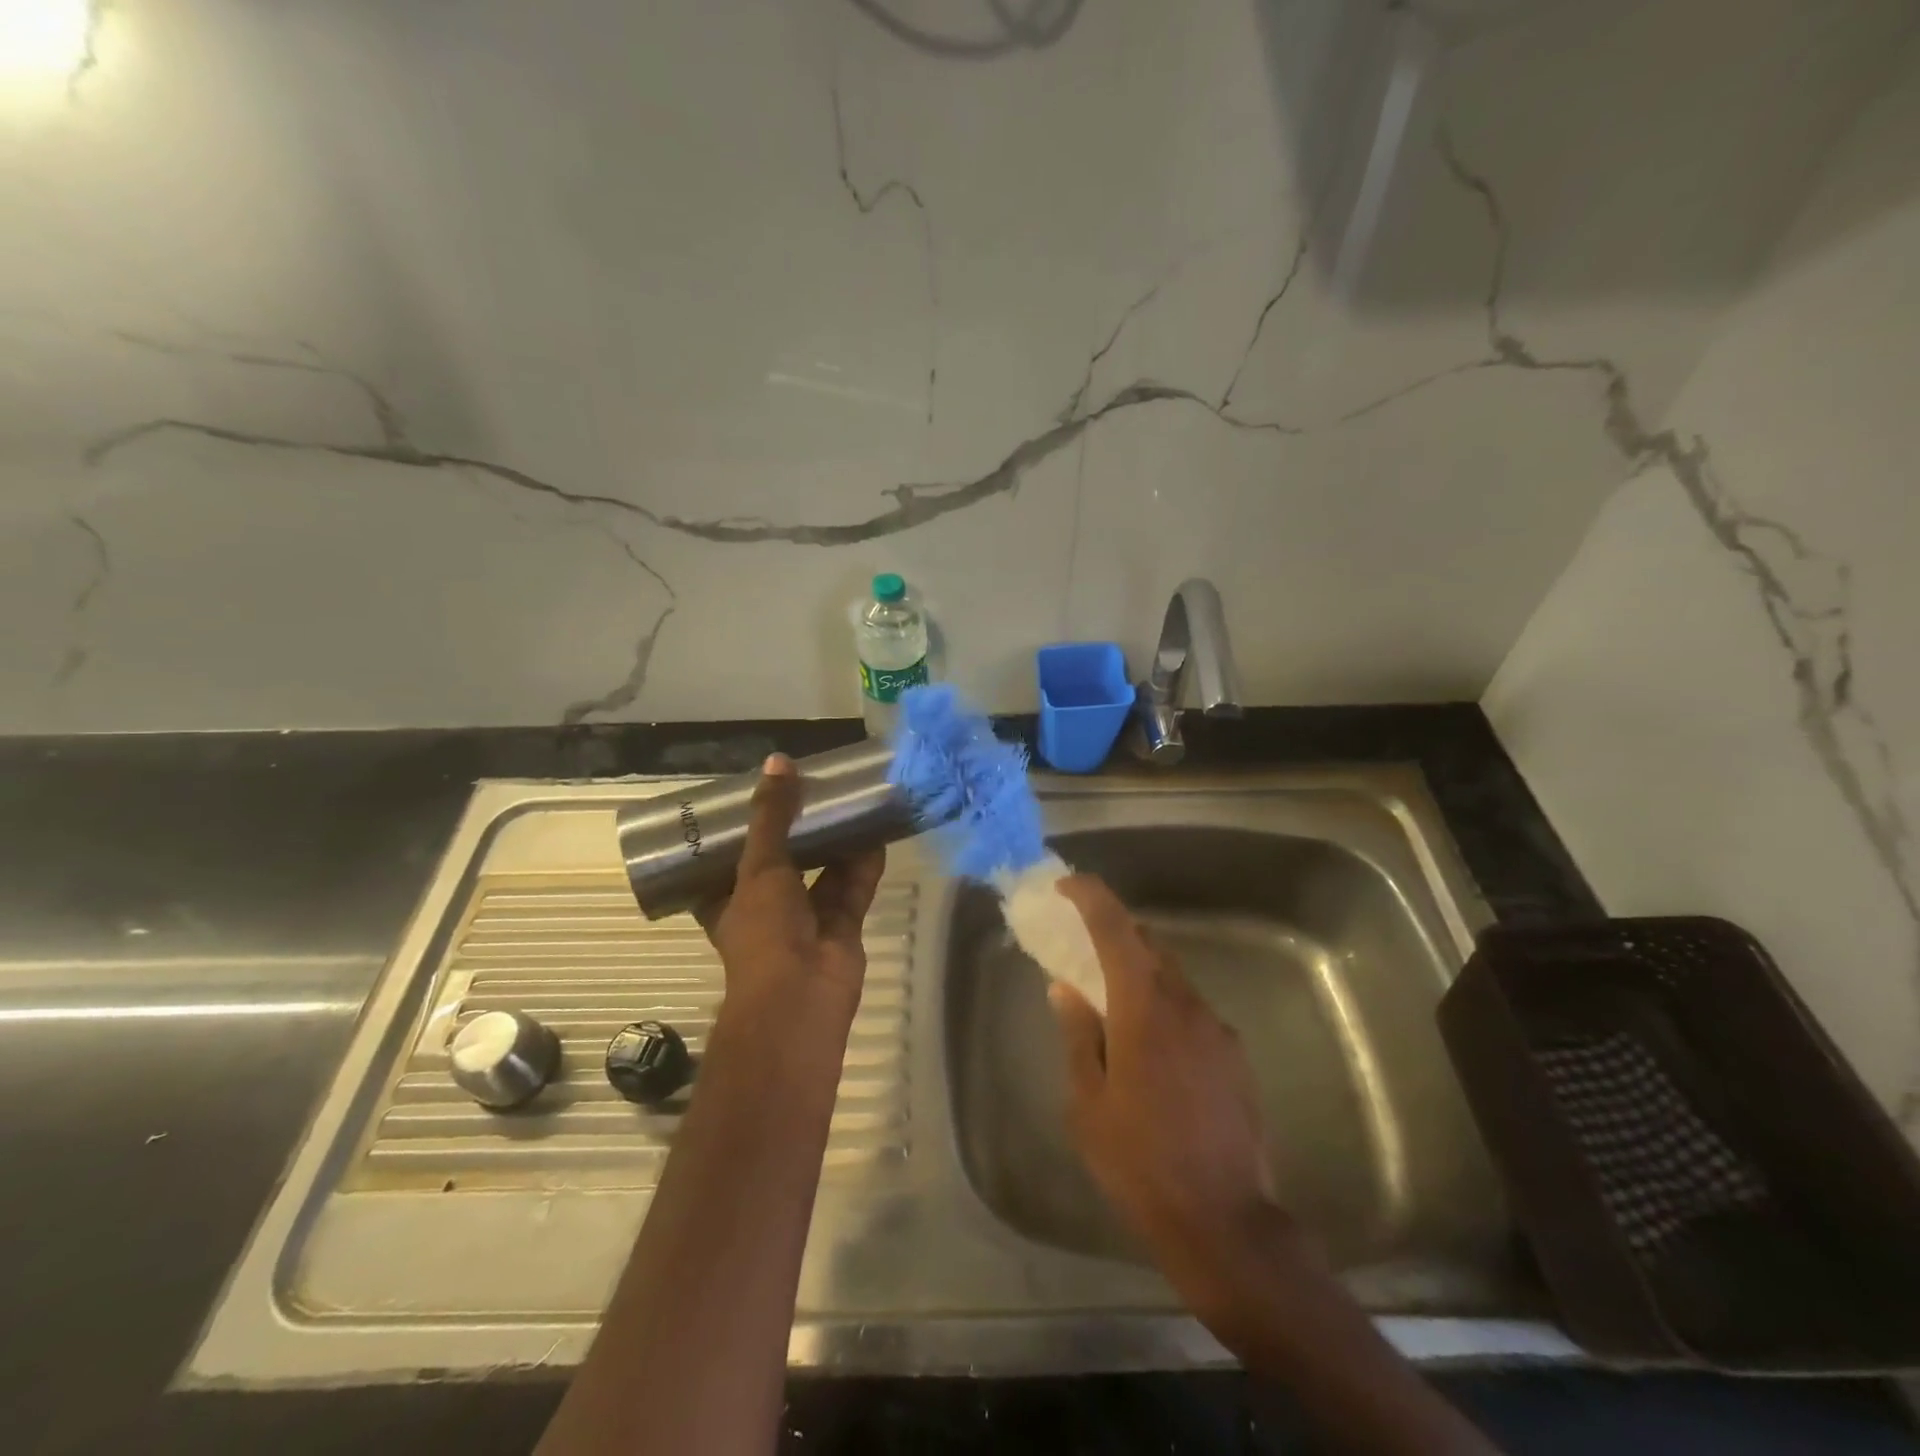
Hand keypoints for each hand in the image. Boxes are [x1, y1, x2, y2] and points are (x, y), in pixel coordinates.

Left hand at [697, 754, 886, 1020]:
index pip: (728, 861)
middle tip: (811, 790)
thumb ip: (771, 816)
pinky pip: (853, 887)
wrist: (801, 996)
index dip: (742, 832)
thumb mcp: (758, 866)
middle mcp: (767, 909)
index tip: (756, 798)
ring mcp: (807, 919)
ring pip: (822, 872)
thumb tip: (778, 761)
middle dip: (798, 831)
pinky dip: (864, 863)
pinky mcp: (842, 925)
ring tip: (847, 802)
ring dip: (835, 843)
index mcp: (729, 900)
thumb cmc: (763, 931)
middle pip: (783, 862)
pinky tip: (877, 831)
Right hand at [1048, 875, 1297, 1301]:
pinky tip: (1154, 1052)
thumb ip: (1078, 1036)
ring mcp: (1217, 1029)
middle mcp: (1185, 1004)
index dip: (1092, 897)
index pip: (1116, 929)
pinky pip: (1193, 1013)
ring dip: (1142, 975)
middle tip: (1084, 946)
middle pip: (1149, 946)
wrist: (1225, 1223)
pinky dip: (1167, 1009)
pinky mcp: (1236, 1057)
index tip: (1068, 885)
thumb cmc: (1139, 1161)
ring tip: (1114, 1004)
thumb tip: (1066, 988)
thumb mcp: (1088, 1103)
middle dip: (1116, 934)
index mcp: (1143, 1008)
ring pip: (1173, 979)